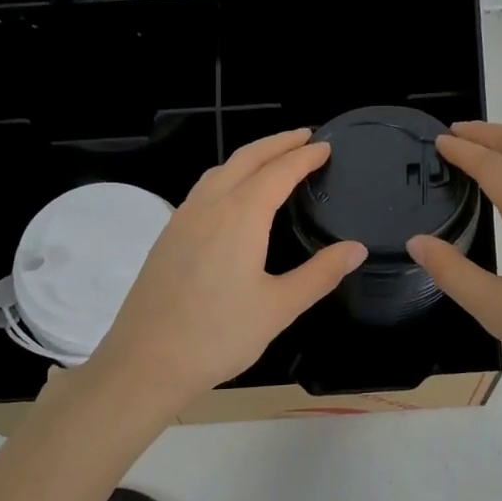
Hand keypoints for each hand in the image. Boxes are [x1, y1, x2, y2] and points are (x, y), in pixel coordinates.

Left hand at [85, 130, 366, 411]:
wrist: (145, 363)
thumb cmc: (218, 336)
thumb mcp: (279, 308)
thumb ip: (319, 274)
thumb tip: (356, 249)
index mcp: (240, 217)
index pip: (278, 172)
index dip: (304, 156)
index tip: (325, 146)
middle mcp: (208, 207)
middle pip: (245, 159)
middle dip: (277, 143)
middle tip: (304, 137)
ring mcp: (181, 220)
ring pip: (219, 171)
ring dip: (249, 157)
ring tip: (272, 159)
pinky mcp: (166, 237)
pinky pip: (202, 190)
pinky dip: (227, 177)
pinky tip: (232, 198)